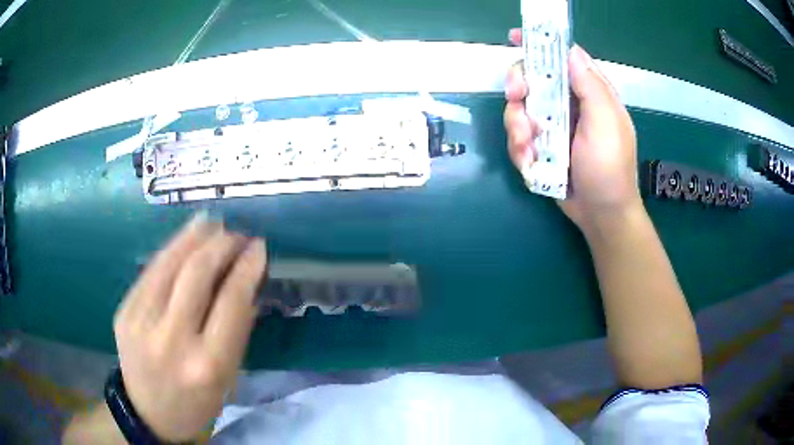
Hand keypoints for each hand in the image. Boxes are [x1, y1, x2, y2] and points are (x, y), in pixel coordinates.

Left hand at [112, 214, 266, 441]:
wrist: (148, 413)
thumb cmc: (197, 402)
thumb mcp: (227, 378)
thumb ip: (236, 331)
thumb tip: (246, 284)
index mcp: (207, 364)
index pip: (231, 301)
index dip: (246, 267)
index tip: (259, 247)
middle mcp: (171, 339)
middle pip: (196, 274)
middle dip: (221, 244)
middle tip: (236, 233)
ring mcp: (141, 322)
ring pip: (168, 263)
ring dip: (193, 237)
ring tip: (212, 222)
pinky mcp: (124, 311)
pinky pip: (150, 272)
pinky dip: (171, 250)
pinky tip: (184, 238)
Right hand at [504, 29, 642, 232]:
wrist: (601, 215)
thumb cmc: (609, 169)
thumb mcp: (606, 123)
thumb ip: (590, 86)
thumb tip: (571, 51)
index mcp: (589, 92)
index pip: (562, 57)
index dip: (539, 45)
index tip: (515, 39)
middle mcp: (569, 104)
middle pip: (533, 80)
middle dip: (520, 88)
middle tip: (517, 98)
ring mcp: (553, 127)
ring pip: (520, 110)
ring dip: (517, 126)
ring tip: (529, 147)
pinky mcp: (542, 147)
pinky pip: (519, 138)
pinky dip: (519, 149)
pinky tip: (530, 162)